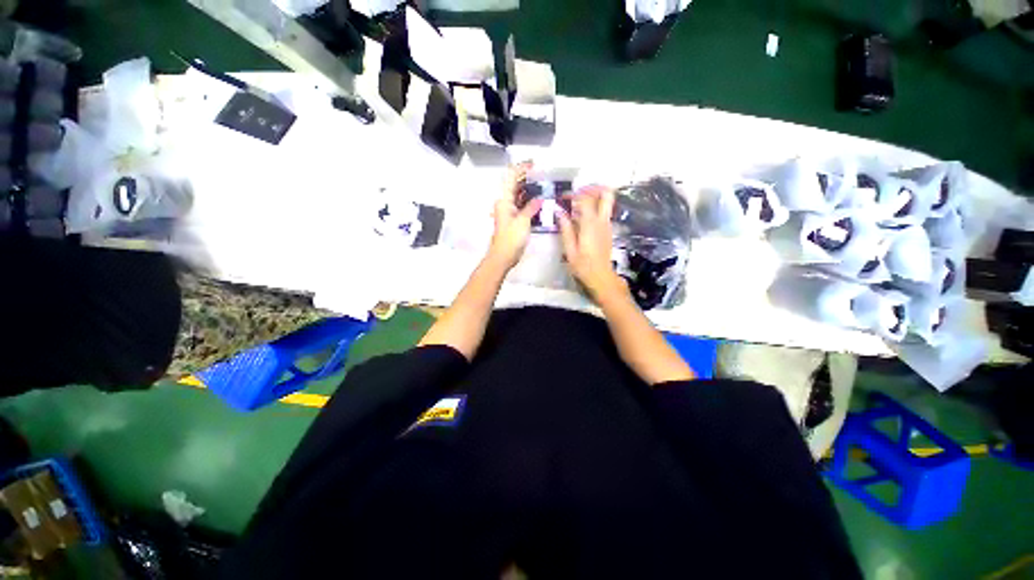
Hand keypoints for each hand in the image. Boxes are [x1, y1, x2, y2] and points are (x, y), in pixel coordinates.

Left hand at [488, 163, 541, 269]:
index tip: (533, 163)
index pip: (511, 178)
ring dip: (529, 190)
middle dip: (527, 178)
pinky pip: (521, 206)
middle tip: (542, 174)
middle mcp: (505, 203)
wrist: (503, 257)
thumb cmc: (511, 239)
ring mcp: (509, 212)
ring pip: (518, 196)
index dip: (521, 168)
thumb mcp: (523, 221)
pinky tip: (540, 201)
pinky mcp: (513, 220)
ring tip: (543, 185)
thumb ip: (531, 207)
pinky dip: (529, 202)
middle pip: (515, 185)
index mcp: (504, 200)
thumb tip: (540, 198)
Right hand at [558, 186, 627, 302]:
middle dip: (593, 188)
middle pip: (606, 194)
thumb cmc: (583, 266)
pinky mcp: (608, 230)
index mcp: (590, 225)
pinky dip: (594, 208)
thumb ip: (565, 229)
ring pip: (606, 202)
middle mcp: (602, 221)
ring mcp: (607, 225)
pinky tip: (581, 218)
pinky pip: (603, 212)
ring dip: (593, 198)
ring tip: (577, 205)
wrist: (601, 277)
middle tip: (578, 192)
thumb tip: (559, 212)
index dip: (574, 194)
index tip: (563, 197)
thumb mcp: (569, 249)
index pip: (585, 199)